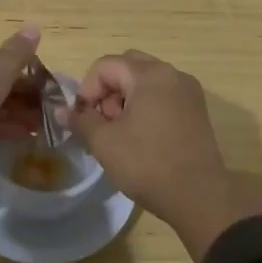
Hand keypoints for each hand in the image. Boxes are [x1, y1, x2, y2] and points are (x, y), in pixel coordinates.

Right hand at [69, 49, 261, 260]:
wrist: (199, 196)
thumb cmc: (147, 163)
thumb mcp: (104, 142)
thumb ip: (81, 120)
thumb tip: (62, 111)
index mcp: (149, 74)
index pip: (105, 66)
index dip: (87, 89)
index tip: (83, 118)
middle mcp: (172, 74)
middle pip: (128, 67)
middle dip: (108, 89)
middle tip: (103, 121)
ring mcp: (188, 91)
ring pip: (146, 81)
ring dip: (126, 98)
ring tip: (120, 132)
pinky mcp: (196, 110)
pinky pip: (163, 94)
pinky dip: (146, 105)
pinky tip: (141, 136)